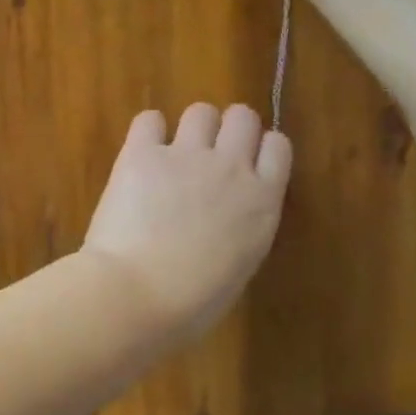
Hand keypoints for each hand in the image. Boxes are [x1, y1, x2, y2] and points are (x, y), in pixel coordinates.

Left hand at [82, 103, 291, 340]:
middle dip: (228, 130)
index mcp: (262, 201)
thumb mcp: (238, 266)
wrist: (138, 293)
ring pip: (200, 111)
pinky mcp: (142, 152)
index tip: (246, 163)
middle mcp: (230, 167)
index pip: (278, 146)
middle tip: (209, 154)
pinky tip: (142, 152)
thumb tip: (225, 218)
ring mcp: (186, 155)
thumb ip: (241, 229)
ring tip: (174, 154)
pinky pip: (149, 119)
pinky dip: (148, 132)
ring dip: (191, 128)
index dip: (260, 150)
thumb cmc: (192, 302)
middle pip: (242, 117)